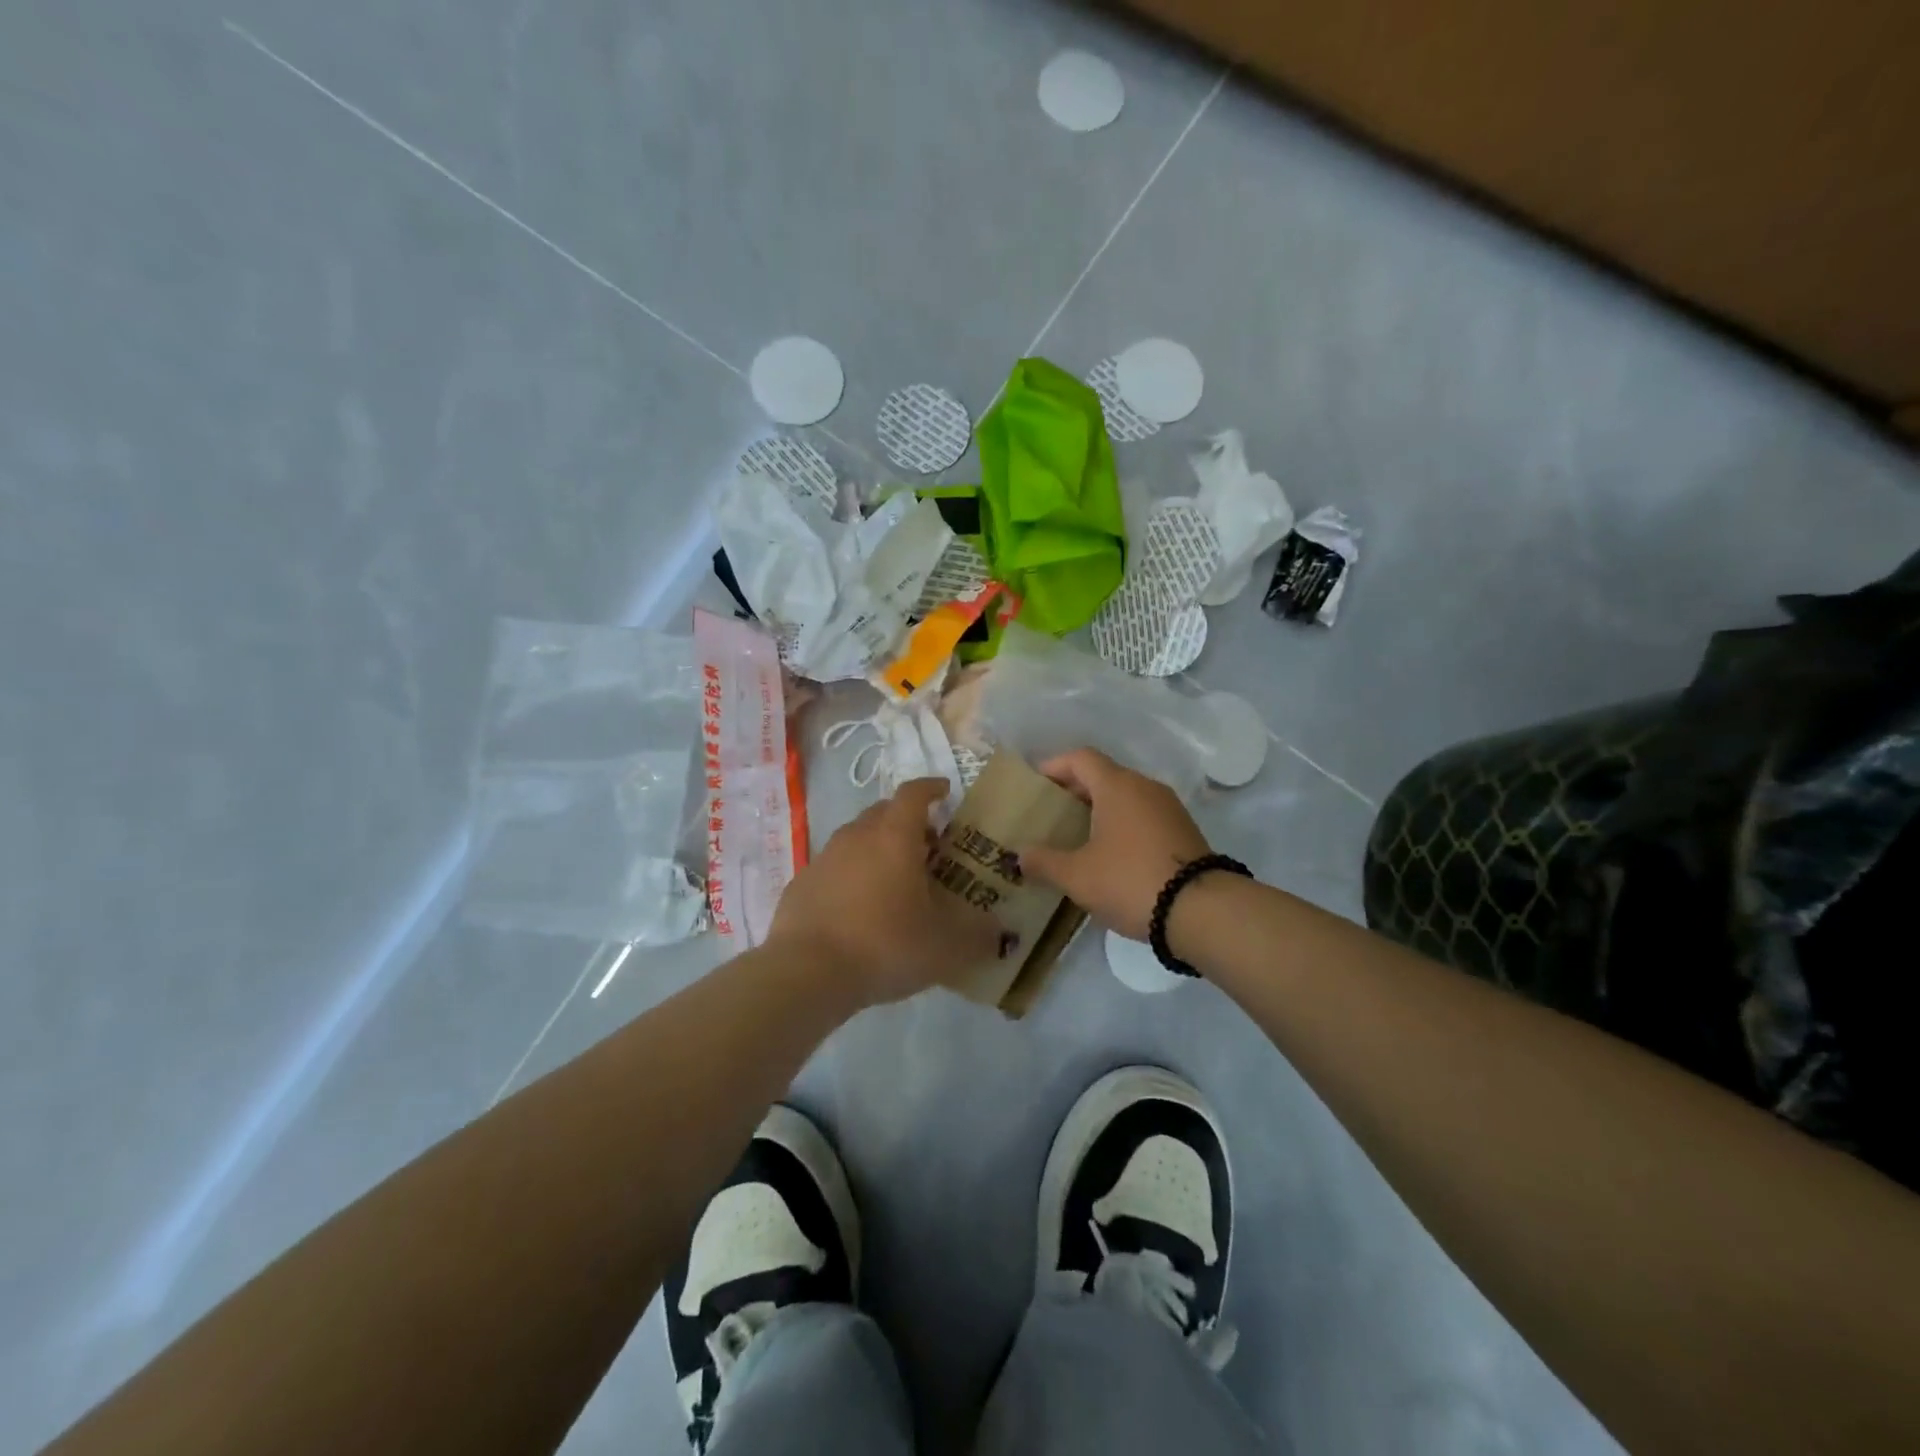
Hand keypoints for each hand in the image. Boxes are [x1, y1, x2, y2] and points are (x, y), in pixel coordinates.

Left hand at [768, 778, 1003, 1007]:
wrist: (806, 972)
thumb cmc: (884, 944)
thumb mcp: (945, 947)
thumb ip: (978, 936)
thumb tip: (999, 932)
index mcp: (894, 836)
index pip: (914, 793)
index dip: (932, 788)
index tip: (945, 792)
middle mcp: (857, 836)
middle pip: (884, 812)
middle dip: (907, 821)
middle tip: (928, 847)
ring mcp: (824, 858)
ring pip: (856, 839)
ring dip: (877, 849)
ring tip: (895, 881)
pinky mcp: (801, 884)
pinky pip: (834, 868)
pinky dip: (851, 876)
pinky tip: (859, 909)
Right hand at [1016, 749, 1211, 939]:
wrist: (1202, 910)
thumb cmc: (1130, 880)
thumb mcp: (1077, 876)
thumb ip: (1044, 862)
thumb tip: (1019, 855)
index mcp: (1117, 786)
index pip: (1080, 758)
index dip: (1054, 766)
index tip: (1035, 784)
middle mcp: (1144, 787)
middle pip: (1103, 775)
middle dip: (1074, 790)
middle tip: (1051, 814)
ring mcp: (1169, 808)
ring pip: (1126, 796)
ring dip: (1100, 809)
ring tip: (1077, 836)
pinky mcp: (1183, 830)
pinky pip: (1143, 815)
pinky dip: (1122, 824)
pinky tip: (1110, 854)